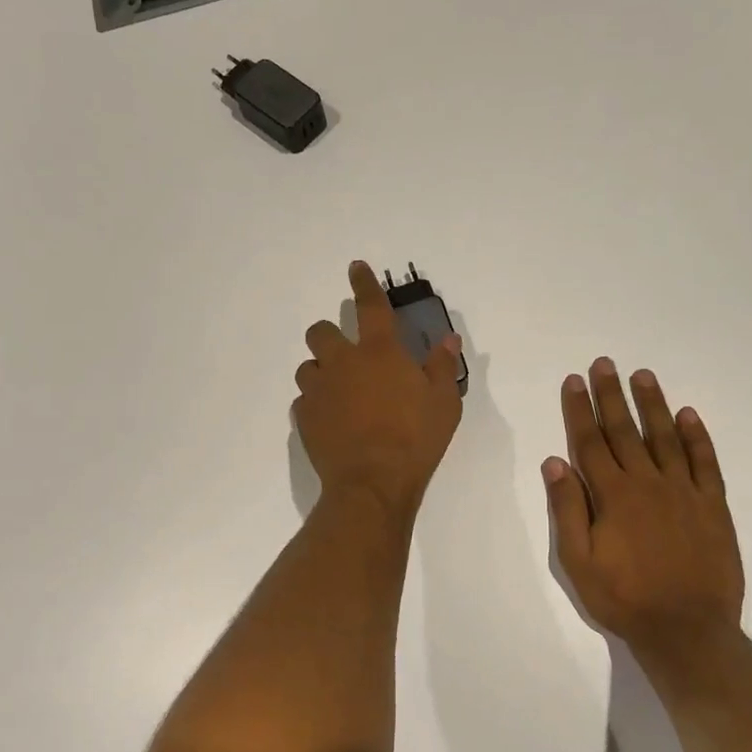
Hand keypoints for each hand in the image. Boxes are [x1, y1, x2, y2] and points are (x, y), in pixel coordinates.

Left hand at [293, 261, 463, 514]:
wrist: (372, 483)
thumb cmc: (415, 439)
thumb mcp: (444, 403)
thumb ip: (443, 367)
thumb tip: (448, 339)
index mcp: (379, 353)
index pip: (370, 307)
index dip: (363, 284)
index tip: (355, 268)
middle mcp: (342, 364)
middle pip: (320, 332)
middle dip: (329, 335)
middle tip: (347, 355)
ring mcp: (319, 391)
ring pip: (308, 368)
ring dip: (321, 373)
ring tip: (339, 392)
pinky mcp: (304, 418)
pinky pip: (304, 402)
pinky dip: (315, 405)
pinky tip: (331, 421)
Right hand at [543, 358, 744, 663]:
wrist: (687, 629)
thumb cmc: (624, 598)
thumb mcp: (578, 561)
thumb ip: (567, 509)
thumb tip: (555, 462)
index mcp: (612, 496)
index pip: (590, 442)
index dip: (579, 409)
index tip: (574, 381)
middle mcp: (648, 483)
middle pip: (625, 431)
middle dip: (611, 395)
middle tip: (605, 364)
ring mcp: (684, 492)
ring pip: (665, 437)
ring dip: (653, 404)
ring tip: (643, 375)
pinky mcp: (713, 506)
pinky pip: (705, 462)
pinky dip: (697, 437)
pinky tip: (688, 415)